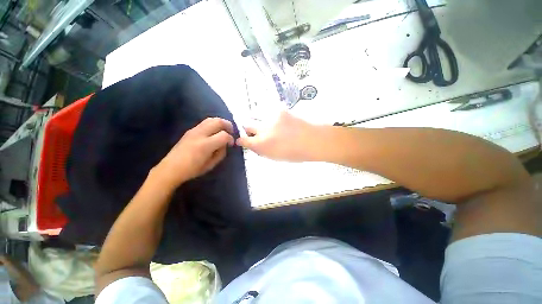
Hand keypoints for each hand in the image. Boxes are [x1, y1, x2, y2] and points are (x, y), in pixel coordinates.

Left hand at [153, 118, 234, 187]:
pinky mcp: (190, 130)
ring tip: (224, 130)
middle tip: (231, 131)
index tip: (231, 144)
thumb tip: (225, 144)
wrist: (171, 168)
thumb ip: (221, 153)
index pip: (224, 135)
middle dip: (228, 125)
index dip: (231, 139)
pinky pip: (205, 122)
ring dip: (220, 123)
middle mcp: (200, 134)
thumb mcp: (211, 165)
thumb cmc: (192, 170)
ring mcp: (194, 130)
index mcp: (205, 145)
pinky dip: (213, 124)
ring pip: (211, 119)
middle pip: (218, 122)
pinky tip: (214, 132)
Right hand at [236, 111, 317, 161]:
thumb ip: (261, 150)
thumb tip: (253, 145)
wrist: (312, 140)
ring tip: (272, 126)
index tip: (243, 140)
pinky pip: (270, 112)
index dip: (242, 140)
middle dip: (249, 129)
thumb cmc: (295, 153)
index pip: (243, 140)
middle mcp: (263, 130)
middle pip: (247, 125)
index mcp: (262, 144)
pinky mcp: (279, 110)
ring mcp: (271, 118)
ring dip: (261, 122)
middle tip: (257, 132)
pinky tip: (281, 122)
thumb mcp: (275, 157)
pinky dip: (272, 117)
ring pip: (257, 116)